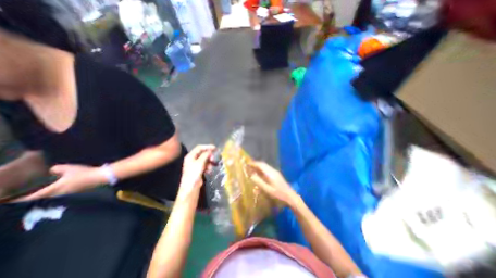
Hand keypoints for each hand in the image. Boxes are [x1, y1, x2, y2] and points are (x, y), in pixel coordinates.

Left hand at [17, 166, 104, 201]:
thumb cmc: (84, 173)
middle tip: (31, 192)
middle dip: (37, 195)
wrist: (101, 176)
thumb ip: (57, 169)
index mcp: (56, 188)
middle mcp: (61, 193)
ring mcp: (71, 192)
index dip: (23, 198)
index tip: (12, 200)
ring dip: (50, 192)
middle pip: (45, 196)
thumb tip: (52, 171)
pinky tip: (65, 185)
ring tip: (48, 188)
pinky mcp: (79, 190)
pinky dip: (61, 190)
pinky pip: (65, 192)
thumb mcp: (69, 168)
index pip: (34, 195)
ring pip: (56, 194)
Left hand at [179, 146, 216, 199]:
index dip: (207, 147)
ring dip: (209, 162)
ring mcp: (195, 165)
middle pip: (203, 153)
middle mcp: (192, 159)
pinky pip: (205, 165)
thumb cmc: (194, 174)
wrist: (191, 187)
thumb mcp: (200, 163)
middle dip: (209, 156)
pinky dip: (208, 167)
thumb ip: (205, 155)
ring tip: (211, 167)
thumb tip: (210, 150)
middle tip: (213, 159)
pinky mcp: (199, 170)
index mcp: (191, 156)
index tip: (215, 148)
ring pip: (205, 160)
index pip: (199, 148)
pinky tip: (209, 171)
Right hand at [250, 160, 299, 208]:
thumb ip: (259, 182)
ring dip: (259, 166)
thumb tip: (251, 175)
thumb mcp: (267, 189)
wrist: (290, 196)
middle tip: (249, 166)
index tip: (247, 164)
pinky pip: (267, 169)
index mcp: (270, 173)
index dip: (254, 163)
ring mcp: (275, 172)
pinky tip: (260, 173)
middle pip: (263, 164)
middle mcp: (273, 170)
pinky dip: (262, 169)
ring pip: (265, 166)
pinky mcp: (276, 174)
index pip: (261, 165)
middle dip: (256, 164)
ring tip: (252, 169)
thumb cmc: (278, 194)